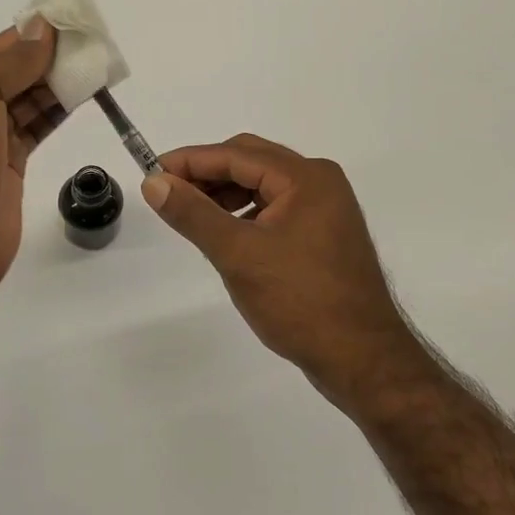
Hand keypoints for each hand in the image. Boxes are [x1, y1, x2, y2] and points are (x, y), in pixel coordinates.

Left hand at [0, 22, 63, 292]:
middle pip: (11, 73)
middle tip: (90, 43)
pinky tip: (83, 95)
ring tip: (95, 65)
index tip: (68, 21)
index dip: (29, 35)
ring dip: (57, 83)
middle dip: (48, 58)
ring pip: (26, 100)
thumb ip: (11, 62)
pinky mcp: (7, 164)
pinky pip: (35, 126)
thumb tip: (41, 28)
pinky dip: (57, 110)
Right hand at [141, 134, 424, 402]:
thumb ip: (193, 214)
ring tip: (193, 215)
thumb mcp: (238, 255)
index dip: (190, 161)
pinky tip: (227, 234)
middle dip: (208, 174)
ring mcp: (326, 208)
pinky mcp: (325, 233)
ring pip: (263, 185)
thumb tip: (154, 183)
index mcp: (305, 177)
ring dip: (226, 194)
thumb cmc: (299, 302)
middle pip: (252, 161)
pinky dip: (247, 213)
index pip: (236, 154)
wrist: (363, 360)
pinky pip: (277, 207)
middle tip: (168, 193)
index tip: (151, 172)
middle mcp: (320, 182)